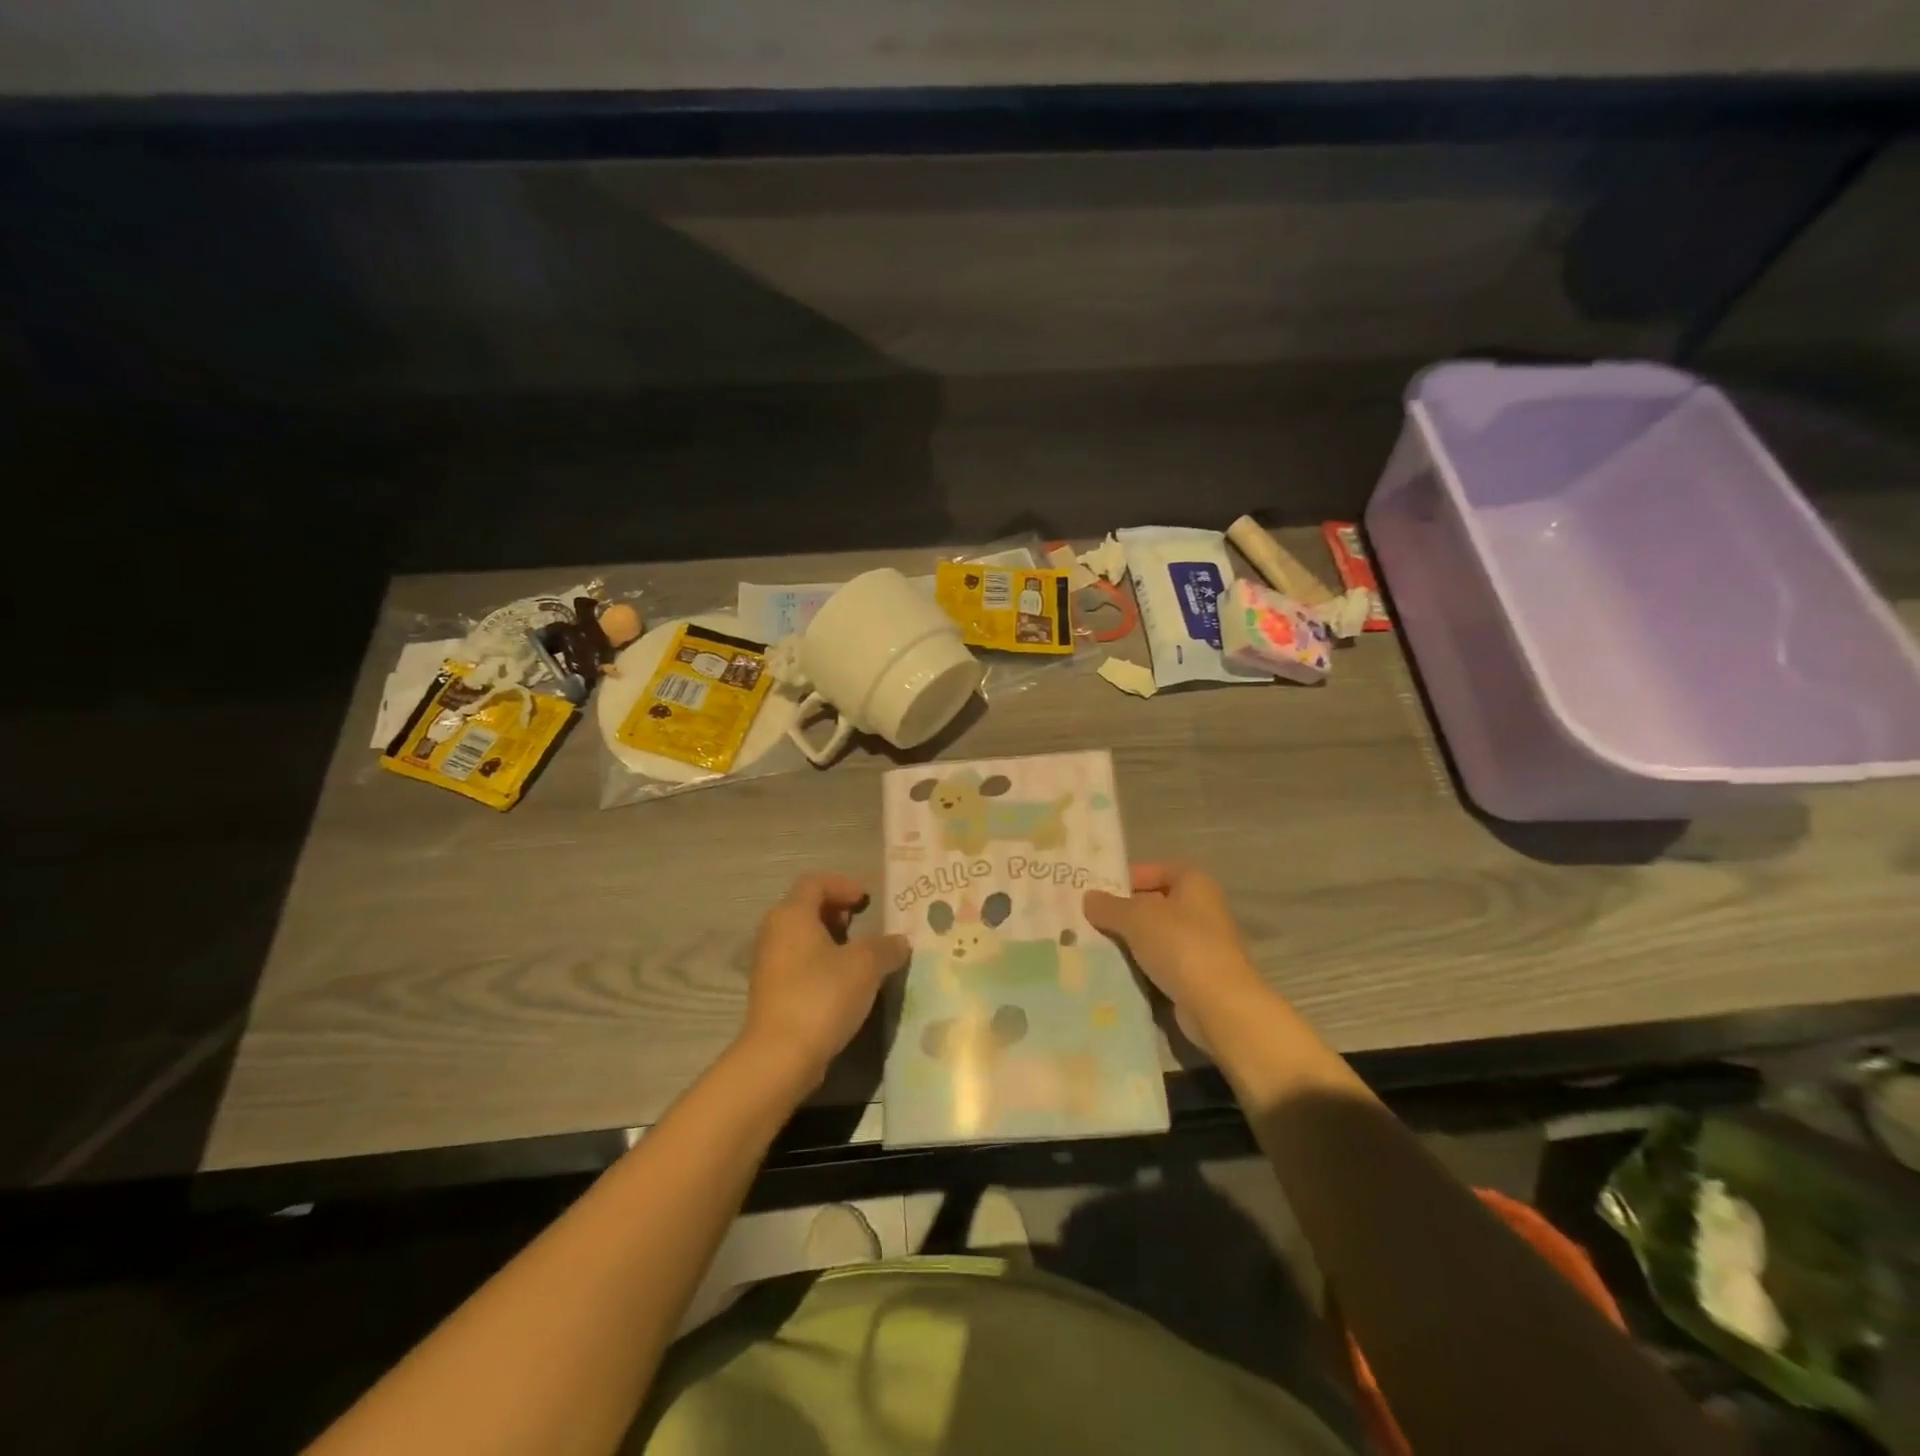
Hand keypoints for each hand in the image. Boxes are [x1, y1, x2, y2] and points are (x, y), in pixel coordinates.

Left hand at [739, 873, 910, 1090]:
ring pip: (803, 938)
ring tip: (860, 956)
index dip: (843, 885)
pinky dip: (822, 963)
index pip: (815, 883)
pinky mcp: (772, 993)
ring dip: (832, 940)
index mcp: (792, 915)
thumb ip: (885, 947)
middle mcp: (774, 933)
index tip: (867, 900)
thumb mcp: (865, 966)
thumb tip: (899, 941)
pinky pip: (800, 964)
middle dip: (837, 912)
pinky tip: (845, 984)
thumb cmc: (822, 995)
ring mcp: (769, 964)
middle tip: (864, 924)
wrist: (780, 1056)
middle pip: (806, 908)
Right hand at [1084, 863, 1272, 1046]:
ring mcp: (1201, 945)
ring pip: (1155, 937)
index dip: (1127, 877)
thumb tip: (1088, 899)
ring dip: (1129, 942)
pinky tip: (1114, 971)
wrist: (1219, 1006)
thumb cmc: (1180, 946)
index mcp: (1194, 883)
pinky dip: (1140, 967)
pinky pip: (1160, 964)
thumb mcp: (1136, 918)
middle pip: (1154, 904)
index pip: (1156, 870)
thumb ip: (1109, 906)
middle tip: (1088, 920)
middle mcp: (1202, 909)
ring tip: (1093, 945)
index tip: (1097, 891)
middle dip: (1123, 912)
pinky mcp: (1196, 977)